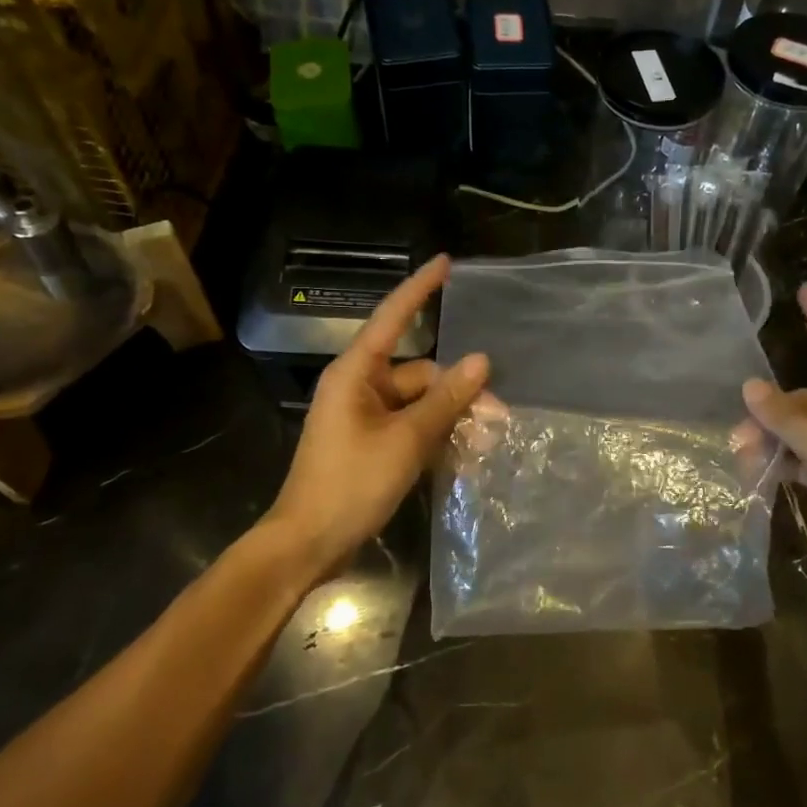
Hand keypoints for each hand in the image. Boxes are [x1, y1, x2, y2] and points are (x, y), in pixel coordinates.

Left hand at [267, 255, 489, 580]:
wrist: (308, 543)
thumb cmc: (351, 483)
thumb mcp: (405, 440)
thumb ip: (445, 399)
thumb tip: (481, 361)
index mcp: (356, 373)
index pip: (393, 317)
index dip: (421, 289)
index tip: (447, 262)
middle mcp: (360, 387)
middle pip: (420, 372)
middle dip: (459, 390)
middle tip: (498, 417)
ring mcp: (365, 416)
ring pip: (420, 402)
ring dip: (452, 417)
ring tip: (488, 440)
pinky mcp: (372, 442)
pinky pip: (412, 425)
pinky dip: (436, 435)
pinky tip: (466, 453)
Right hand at [742, 283, 806, 619]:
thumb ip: (789, 419)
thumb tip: (751, 387)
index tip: (804, 291)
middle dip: (774, 410)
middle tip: (739, 430)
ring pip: (802, 431)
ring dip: (772, 440)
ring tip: (743, 459)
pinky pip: (803, 458)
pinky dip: (781, 462)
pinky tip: (758, 474)